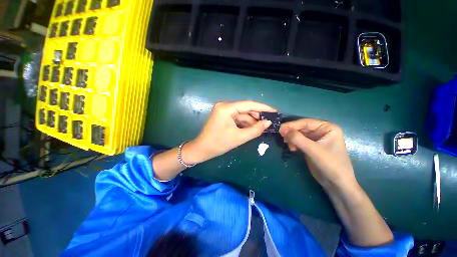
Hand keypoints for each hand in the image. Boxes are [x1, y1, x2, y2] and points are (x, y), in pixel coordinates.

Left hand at [185, 101, 275, 163]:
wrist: (202, 150)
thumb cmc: (219, 144)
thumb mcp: (239, 137)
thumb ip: (255, 130)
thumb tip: (268, 123)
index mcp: (226, 108)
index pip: (248, 105)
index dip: (263, 108)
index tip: (274, 111)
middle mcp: (225, 106)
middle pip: (245, 109)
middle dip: (257, 117)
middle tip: (269, 122)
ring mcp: (223, 111)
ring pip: (242, 115)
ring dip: (251, 121)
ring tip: (262, 128)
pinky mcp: (223, 116)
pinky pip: (237, 118)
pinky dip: (245, 124)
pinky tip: (252, 128)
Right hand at [279, 119, 356, 190]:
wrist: (336, 184)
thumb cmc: (330, 164)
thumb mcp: (313, 150)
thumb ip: (297, 138)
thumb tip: (281, 129)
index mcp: (327, 127)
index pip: (306, 122)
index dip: (292, 125)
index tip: (280, 129)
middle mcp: (321, 131)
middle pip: (301, 128)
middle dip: (291, 133)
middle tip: (282, 138)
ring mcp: (315, 139)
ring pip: (298, 134)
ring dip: (291, 139)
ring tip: (288, 145)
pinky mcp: (310, 146)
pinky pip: (298, 141)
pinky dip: (293, 144)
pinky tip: (292, 149)